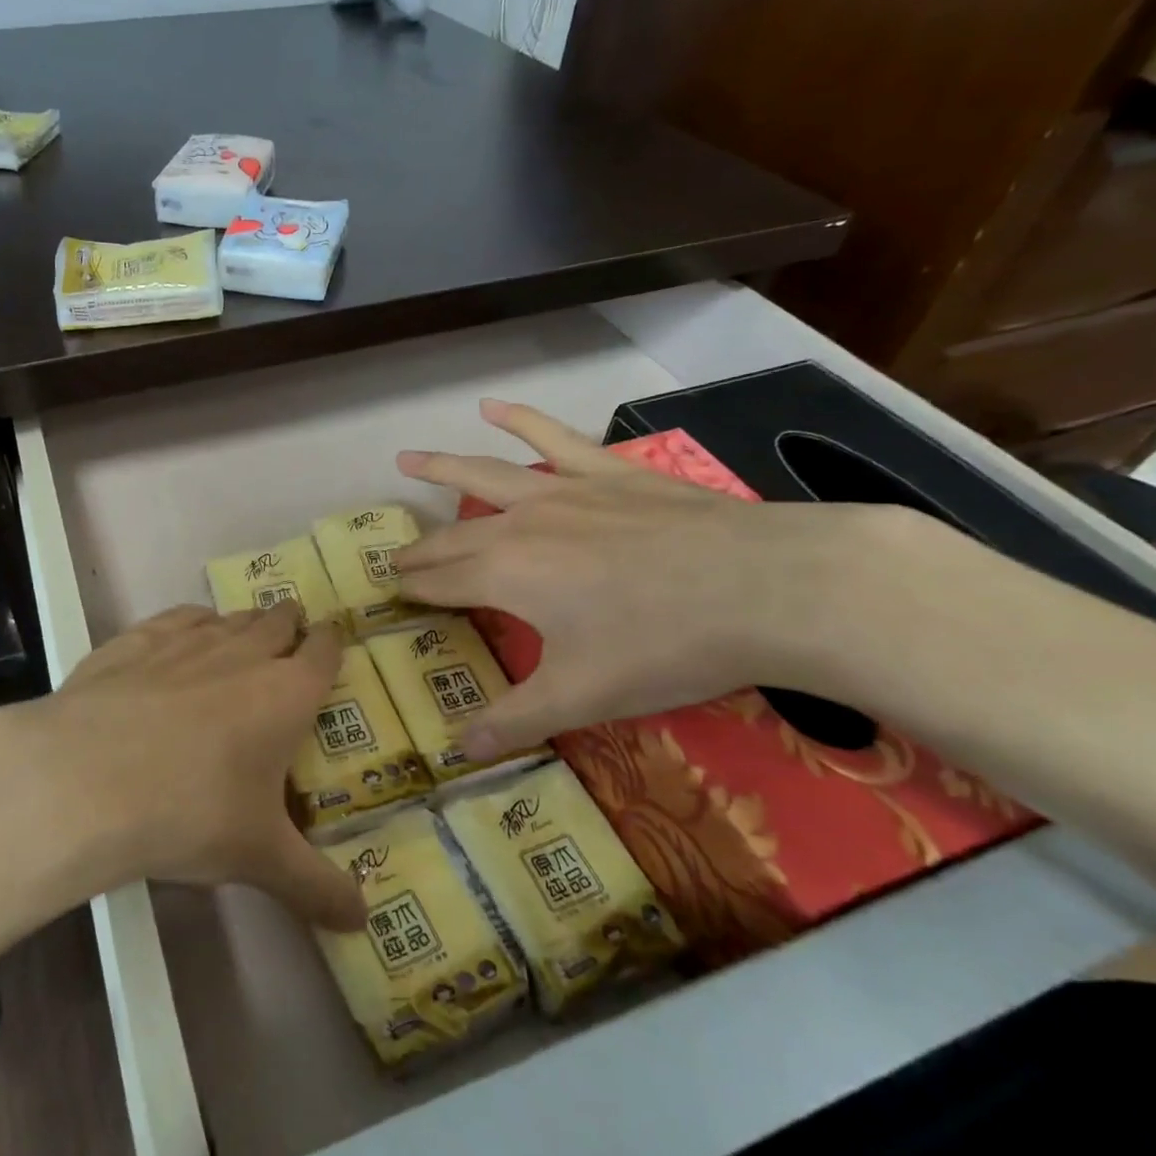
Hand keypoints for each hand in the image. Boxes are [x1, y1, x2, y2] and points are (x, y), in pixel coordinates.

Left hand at [0, 602, 365, 930]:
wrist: (85, 781)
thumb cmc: (191, 814)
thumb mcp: (261, 859)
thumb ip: (316, 886)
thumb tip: (361, 921)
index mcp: (285, 694)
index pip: (323, 651)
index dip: (330, 644)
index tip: (332, 641)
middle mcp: (242, 654)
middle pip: (277, 621)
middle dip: (289, 624)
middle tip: (291, 633)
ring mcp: (186, 642)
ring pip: (229, 618)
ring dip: (243, 623)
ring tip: (245, 633)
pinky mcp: (135, 642)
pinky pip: (176, 618)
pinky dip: (191, 622)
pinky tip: (185, 633)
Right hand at [394, 398, 872, 758]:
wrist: (767, 586)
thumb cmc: (664, 645)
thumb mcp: (583, 696)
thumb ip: (515, 719)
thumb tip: (459, 750)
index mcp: (505, 575)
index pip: (441, 583)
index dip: (412, 590)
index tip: (388, 592)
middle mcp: (520, 524)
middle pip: (454, 536)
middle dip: (420, 549)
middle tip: (394, 557)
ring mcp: (564, 490)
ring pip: (486, 475)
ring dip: (442, 468)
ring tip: (405, 459)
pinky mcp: (608, 473)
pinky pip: (555, 438)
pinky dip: (521, 419)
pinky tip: (493, 405)